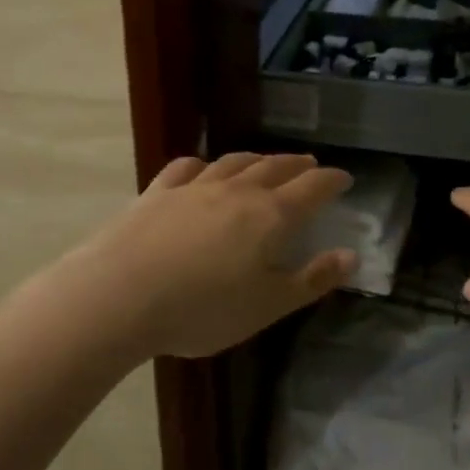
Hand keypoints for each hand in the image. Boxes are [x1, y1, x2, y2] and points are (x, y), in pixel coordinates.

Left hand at [37, 153, 355, 361]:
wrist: (120, 295)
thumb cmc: (203, 308)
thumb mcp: (267, 305)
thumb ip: (311, 280)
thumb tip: (350, 256)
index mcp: (270, 215)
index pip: (312, 188)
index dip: (332, 181)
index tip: (344, 179)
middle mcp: (236, 190)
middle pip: (275, 167)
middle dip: (297, 165)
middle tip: (310, 164)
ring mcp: (194, 187)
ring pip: (234, 163)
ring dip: (256, 160)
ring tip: (266, 162)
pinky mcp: (158, 192)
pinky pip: (187, 168)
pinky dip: (204, 165)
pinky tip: (202, 169)